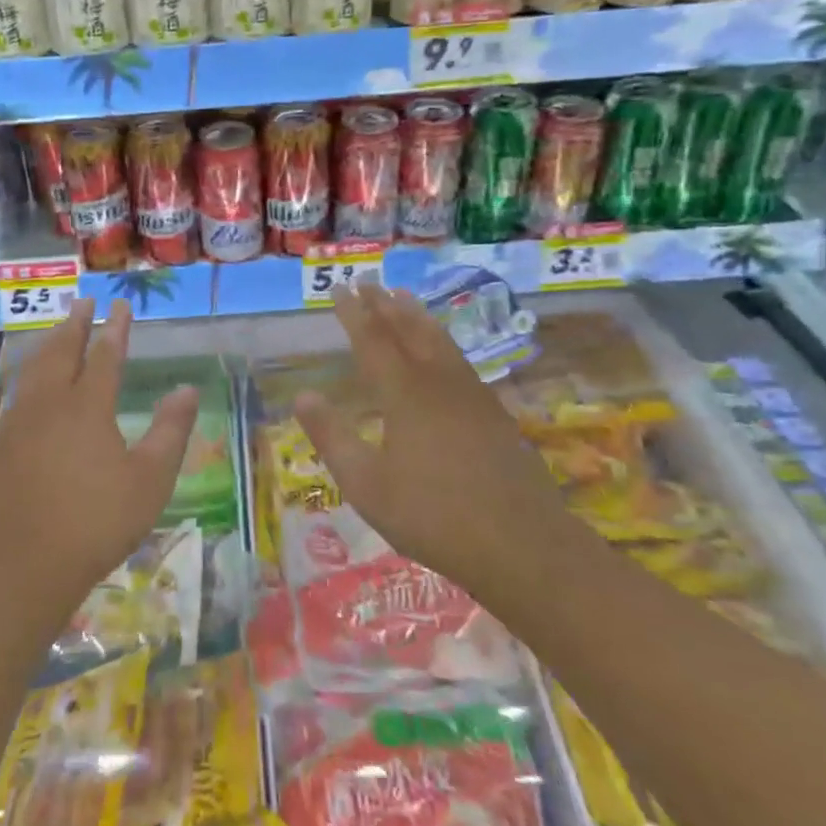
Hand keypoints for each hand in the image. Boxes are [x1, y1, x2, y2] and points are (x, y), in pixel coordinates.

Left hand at [0, 299, 196, 604]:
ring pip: (33, 371)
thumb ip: (170, 430)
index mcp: (88, 407)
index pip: (106, 355)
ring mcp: (17, 424)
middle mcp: (49, 404)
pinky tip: (25, 388)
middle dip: (75, 324)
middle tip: (83, 302)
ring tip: (56, 331)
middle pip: (63, 352)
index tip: (120, 305)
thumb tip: (187, 389)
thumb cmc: (96, 522)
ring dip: (48, 345)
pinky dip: (26, 380)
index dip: (115, 329)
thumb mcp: (150, 480)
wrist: (21, 568)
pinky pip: (14, 398)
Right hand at [293, 285, 573, 591]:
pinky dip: (441, 338)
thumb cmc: (433, 516)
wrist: (522, 544)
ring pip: (438, 339)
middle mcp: (437, 381)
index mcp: (403, 393)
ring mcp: (470, 393)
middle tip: (367, 281)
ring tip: (403, 296)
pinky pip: (458, 357)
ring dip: (416, 315)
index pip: (372, 340)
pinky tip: (442, 347)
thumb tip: (302, 396)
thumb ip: (332, 437)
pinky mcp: (492, 411)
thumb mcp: (367, 485)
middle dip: (383, 304)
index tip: (338, 288)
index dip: (353, 312)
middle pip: (407, 330)